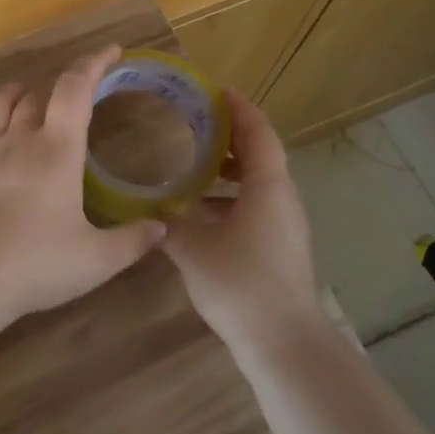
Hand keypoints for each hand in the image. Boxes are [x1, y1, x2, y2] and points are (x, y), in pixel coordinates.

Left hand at [0, 46, 166, 325]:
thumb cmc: (36, 262)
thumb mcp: (96, 259)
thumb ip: (132, 241)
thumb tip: (163, 229)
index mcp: (57, 150)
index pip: (75, 88)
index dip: (93, 63)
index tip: (111, 51)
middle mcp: (19, 141)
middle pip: (37, 94)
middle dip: (60, 84)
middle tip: (77, 91)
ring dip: (16, 93)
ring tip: (29, 96)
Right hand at [161, 90, 320, 352]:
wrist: (284, 343)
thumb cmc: (241, 284)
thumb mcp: (193, 248)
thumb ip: (169, 222)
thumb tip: (150, 206)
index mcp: (267, 187)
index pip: (257, 133)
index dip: (239, 108)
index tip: (216, 90)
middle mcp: (282, 199)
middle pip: (260, 155)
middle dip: (229, 137)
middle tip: (194, 123)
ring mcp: (284, 226)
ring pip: (257, 184)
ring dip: (228, 170)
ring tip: (192, 165)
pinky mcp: (279, 248)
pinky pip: (255, 206)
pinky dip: (229, 198)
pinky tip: (198, 213)